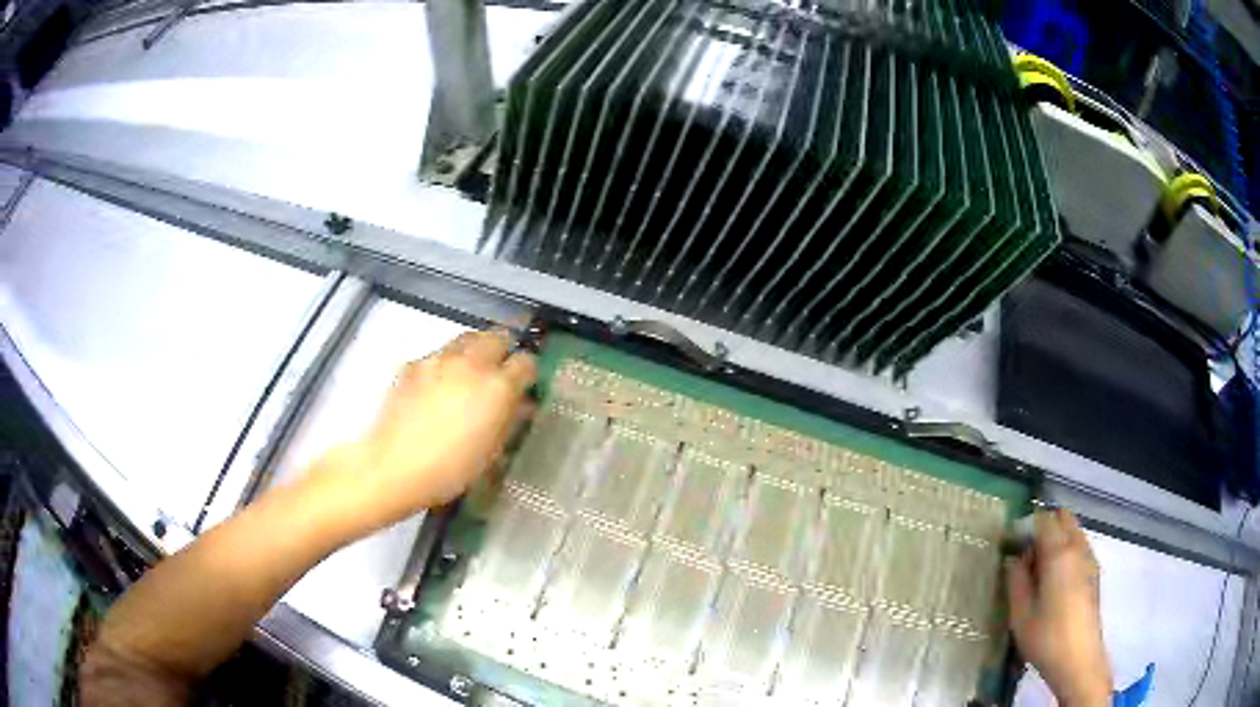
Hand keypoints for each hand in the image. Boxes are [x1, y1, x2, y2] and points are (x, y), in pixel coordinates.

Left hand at [313, 329, 535, 532]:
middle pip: (497, 337)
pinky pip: (437, 354)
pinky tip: (438, 385)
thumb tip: (521, 403)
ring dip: (475, 350)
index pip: (526, 363)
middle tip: (500, 369)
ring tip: (470, 371)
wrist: (394, 466)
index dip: (528, 373)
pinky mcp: (413, 364)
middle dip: (503, 350)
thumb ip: (509, 419)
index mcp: (497, 387)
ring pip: (466, 339)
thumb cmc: (450, 470)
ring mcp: (438, 359)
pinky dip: (444, 363)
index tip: (525, 384)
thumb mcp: (492, 451)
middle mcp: (471, 363)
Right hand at [1007, 509, 1112, 706]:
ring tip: (1039, 568)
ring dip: (1057, 538)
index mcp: (1059, 554)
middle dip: (1044, 526)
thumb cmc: (1046, 638)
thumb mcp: (1020, 615)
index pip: (1043, 520)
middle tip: (1025, 552)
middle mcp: (1078, 548)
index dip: (1025, 525)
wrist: (1078, 659)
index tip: (1011, 543)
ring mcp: (1089, 559)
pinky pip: (1080, 546)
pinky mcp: (1094, 572)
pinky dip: (1066, 550)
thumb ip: (1016, 581)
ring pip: (1073, 531)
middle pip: (1063, 518)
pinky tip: (1055, 579)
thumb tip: (1014, 560)